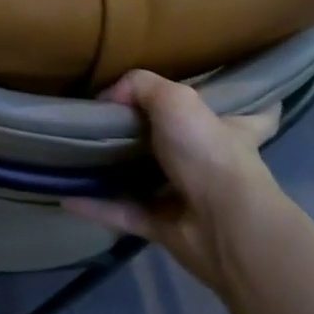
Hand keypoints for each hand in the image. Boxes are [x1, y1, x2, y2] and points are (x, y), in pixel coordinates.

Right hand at [63, 70, 290, 292]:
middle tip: (113, 122)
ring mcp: (189, 199)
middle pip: (186, 147)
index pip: (250, 115)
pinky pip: (121, 212)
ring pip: (148, 181)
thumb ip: (140, 86)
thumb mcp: (175, 99)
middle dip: (155, 137)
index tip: (218, 99)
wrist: (223, 224)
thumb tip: (108, 97)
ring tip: (81, 156)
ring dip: (118, 173)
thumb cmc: (209, 153)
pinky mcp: (164, 227)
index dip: (237, 107)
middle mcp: (213, 165)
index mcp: (231, 132)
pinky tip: (64, 194)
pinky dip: (94, 205)